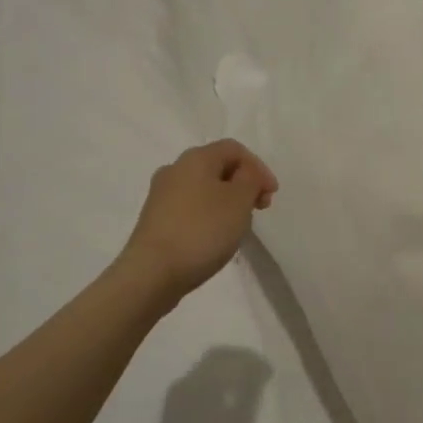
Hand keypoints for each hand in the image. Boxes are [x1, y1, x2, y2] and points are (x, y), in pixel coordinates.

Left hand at [120, 140, 278, 298]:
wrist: (151, 273)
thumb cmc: (202, 230)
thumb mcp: (239, 200)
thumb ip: (250, 179)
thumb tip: (246, 174)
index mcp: (195, 158)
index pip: (234, 149)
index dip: (259, 167)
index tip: (272, 195)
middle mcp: (174, 169)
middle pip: (217, 166)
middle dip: (243, 184)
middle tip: (258, 209)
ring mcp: (161, 195)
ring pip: (203, 188)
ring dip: (226, 201)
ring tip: (238, 226)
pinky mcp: (155, 220)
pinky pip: (190, 208)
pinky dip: (208, 215)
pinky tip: (214, 238)